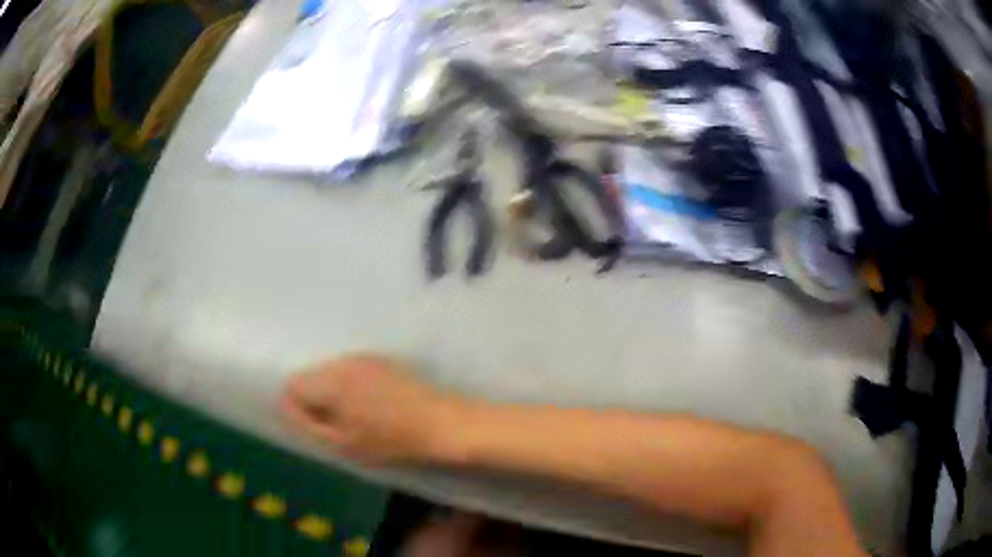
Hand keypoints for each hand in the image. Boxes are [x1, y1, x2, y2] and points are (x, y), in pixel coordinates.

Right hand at [280, 353, 459, 464]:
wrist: (444, 423)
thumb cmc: (392, 441)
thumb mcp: (343, 443)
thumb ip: (308, 424)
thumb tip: (286, 407)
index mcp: (330, 379)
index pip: (292, 385)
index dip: (297, 409)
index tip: (316, 429)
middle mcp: (344, 360)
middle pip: (311, 376)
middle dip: (314, 400)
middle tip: (334, 427)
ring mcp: (365, 357)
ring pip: (331, 373)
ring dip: (332, 394)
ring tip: (355, 419)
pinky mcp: (383, 360)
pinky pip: (351, 371)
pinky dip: (351, 387)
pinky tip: (372, 408)